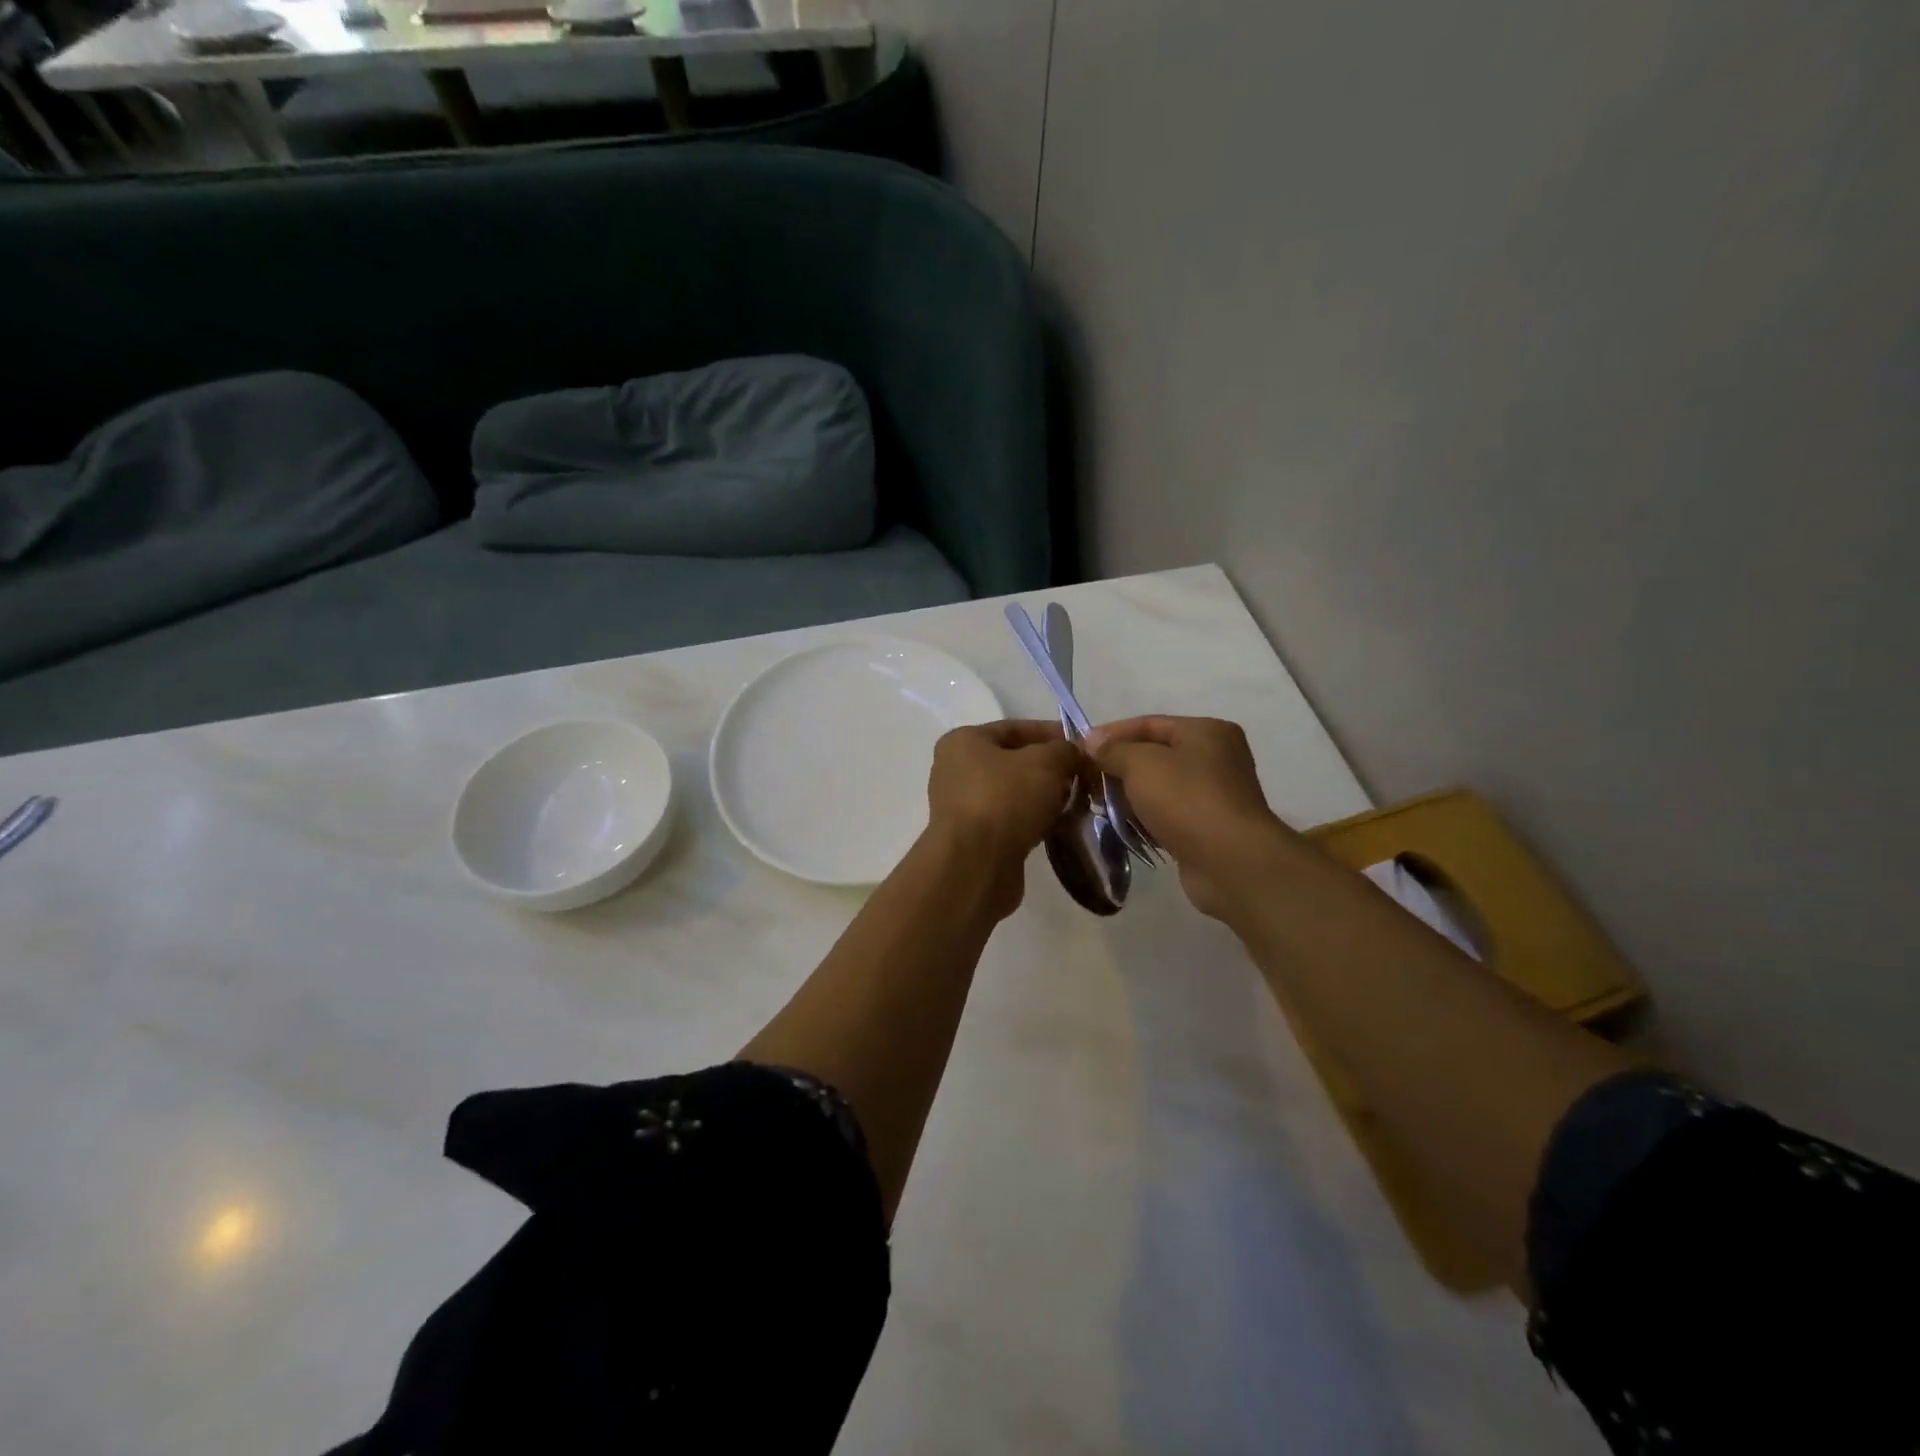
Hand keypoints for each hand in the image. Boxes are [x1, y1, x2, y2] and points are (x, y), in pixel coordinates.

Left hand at [926, 720, 1079, 911]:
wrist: (976, 865)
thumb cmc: (1005, 800)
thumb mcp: (1045, 763)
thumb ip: (1064, 750)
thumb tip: (1073, 753)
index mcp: (963, 741)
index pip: (1014, 727)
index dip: (1051, 733)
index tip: (1082, 745)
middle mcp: (955, 770)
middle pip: (1013, 761)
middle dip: (1050, 768)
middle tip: (1082, 776)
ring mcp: (962, 806)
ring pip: (1013, 793)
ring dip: (1043, 796)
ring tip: (1075, 802)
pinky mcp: (972, 838)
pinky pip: (1009, 819)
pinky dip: (1032, 820)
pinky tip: (1057, 825)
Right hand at [1085, 715, 1299, 919]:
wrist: (1229, 861)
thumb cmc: (1186, 799)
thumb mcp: (1141, 764)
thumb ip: (1113, 750)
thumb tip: (1091, 741)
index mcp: (1206, 731)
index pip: (1149, 724)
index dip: (1111, 733)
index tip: (1079, 748)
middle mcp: (1215, 757)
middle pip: (1154, 755)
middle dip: (1118, 767)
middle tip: (1085, 780)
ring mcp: (1214, 794)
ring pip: (1159, 787)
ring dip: (1129, 795)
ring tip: (1097, 804)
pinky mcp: (1207, 827)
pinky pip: (1167, 814)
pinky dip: (1145, 818)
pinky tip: (1121, 826)